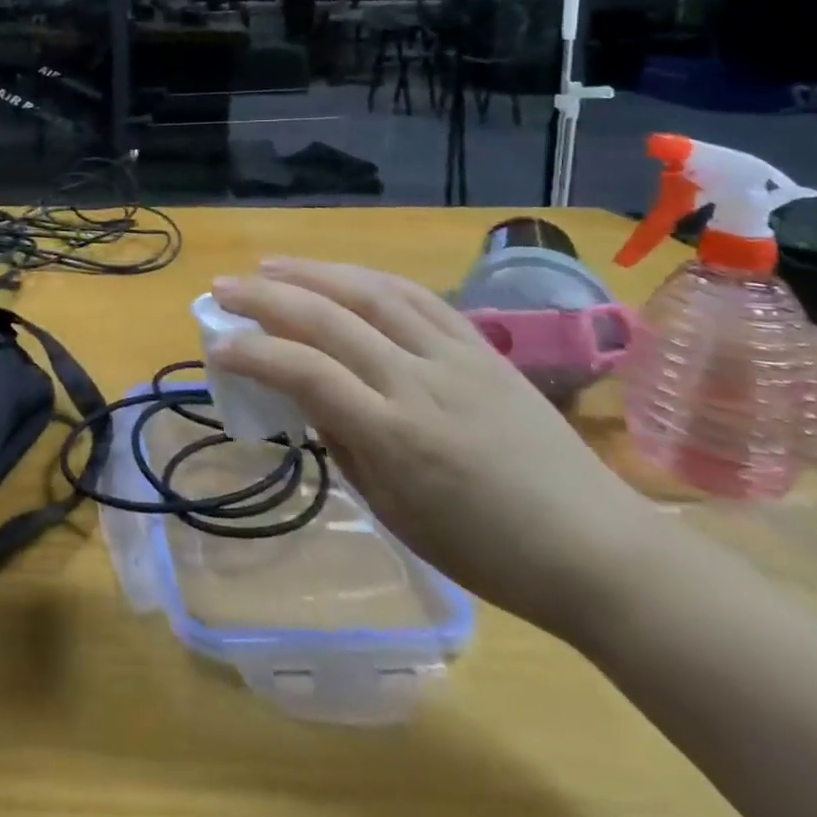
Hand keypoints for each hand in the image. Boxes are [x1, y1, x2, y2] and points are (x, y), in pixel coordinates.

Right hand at [210, 259, 662, 641]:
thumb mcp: (395, 512)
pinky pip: (418, 298)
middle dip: (266, 295)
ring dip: (313, 272)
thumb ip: (343, 446)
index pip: (305, 372)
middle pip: (328, 318)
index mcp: (395, 436)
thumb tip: (307, 397)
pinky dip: (370, 279)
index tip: (218, 346)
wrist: (597, 550)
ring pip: (370, 293)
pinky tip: (344, 276)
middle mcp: (419, 383)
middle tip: (224, 286)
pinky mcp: (483, 347)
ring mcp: (454, 357)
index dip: (253, 352)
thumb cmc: (487, 552)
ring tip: (271, 264)